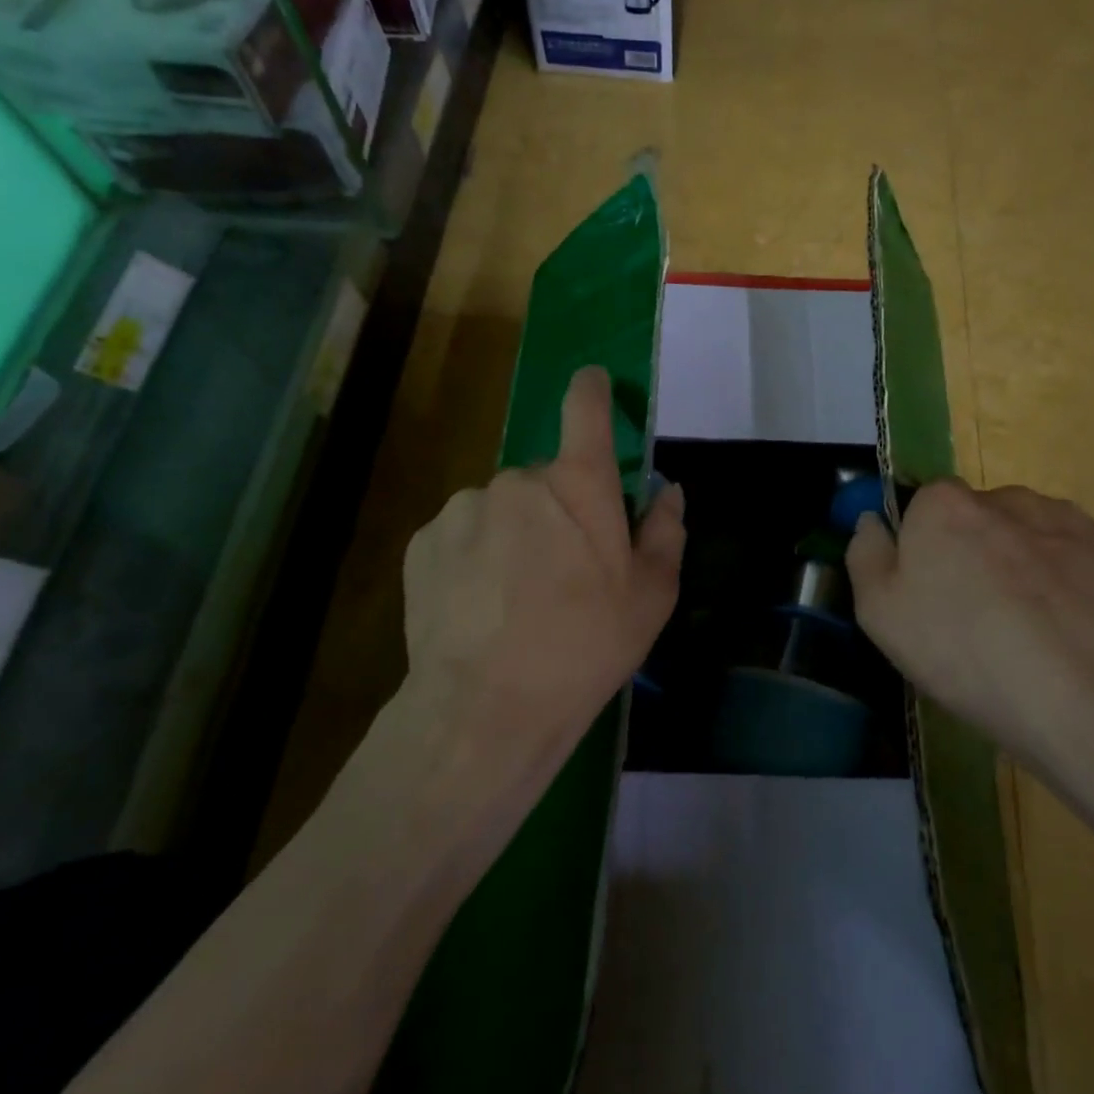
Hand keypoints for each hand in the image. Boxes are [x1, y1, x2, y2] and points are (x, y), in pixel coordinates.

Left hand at [397, 366, 684, 774]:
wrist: (486, 709)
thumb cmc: (586, 647)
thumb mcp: (651, 596)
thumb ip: (666, 531)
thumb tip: (669, 490)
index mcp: (579, 484)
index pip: (585, 407)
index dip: (592, 388)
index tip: (594, 383)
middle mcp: (519, 479)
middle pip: (547, 477)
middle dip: (559, 509)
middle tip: (565, 569)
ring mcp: (465, 507)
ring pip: (502, 507)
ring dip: (514, 533)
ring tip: (517, 598)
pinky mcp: (424, 541)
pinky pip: (462, 533)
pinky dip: (475, 555)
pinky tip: (480, 606)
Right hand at [846, 480, 1093, 786]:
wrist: (1088, 702)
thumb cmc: (966, 654)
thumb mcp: (881, 616)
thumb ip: (866, 554)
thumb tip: (872, 521)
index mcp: (942, 505)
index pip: (922, 507)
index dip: (924, 549)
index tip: (931, 595)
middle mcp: (1003, 496)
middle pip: (977, 517)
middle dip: (975, 552)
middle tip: (980, 618)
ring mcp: (1065, 518)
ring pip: (1030, 532)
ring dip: (1024, 562)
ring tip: (1033, 629)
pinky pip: (1078, 555)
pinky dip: (1071, 580)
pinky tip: (1072, 627)